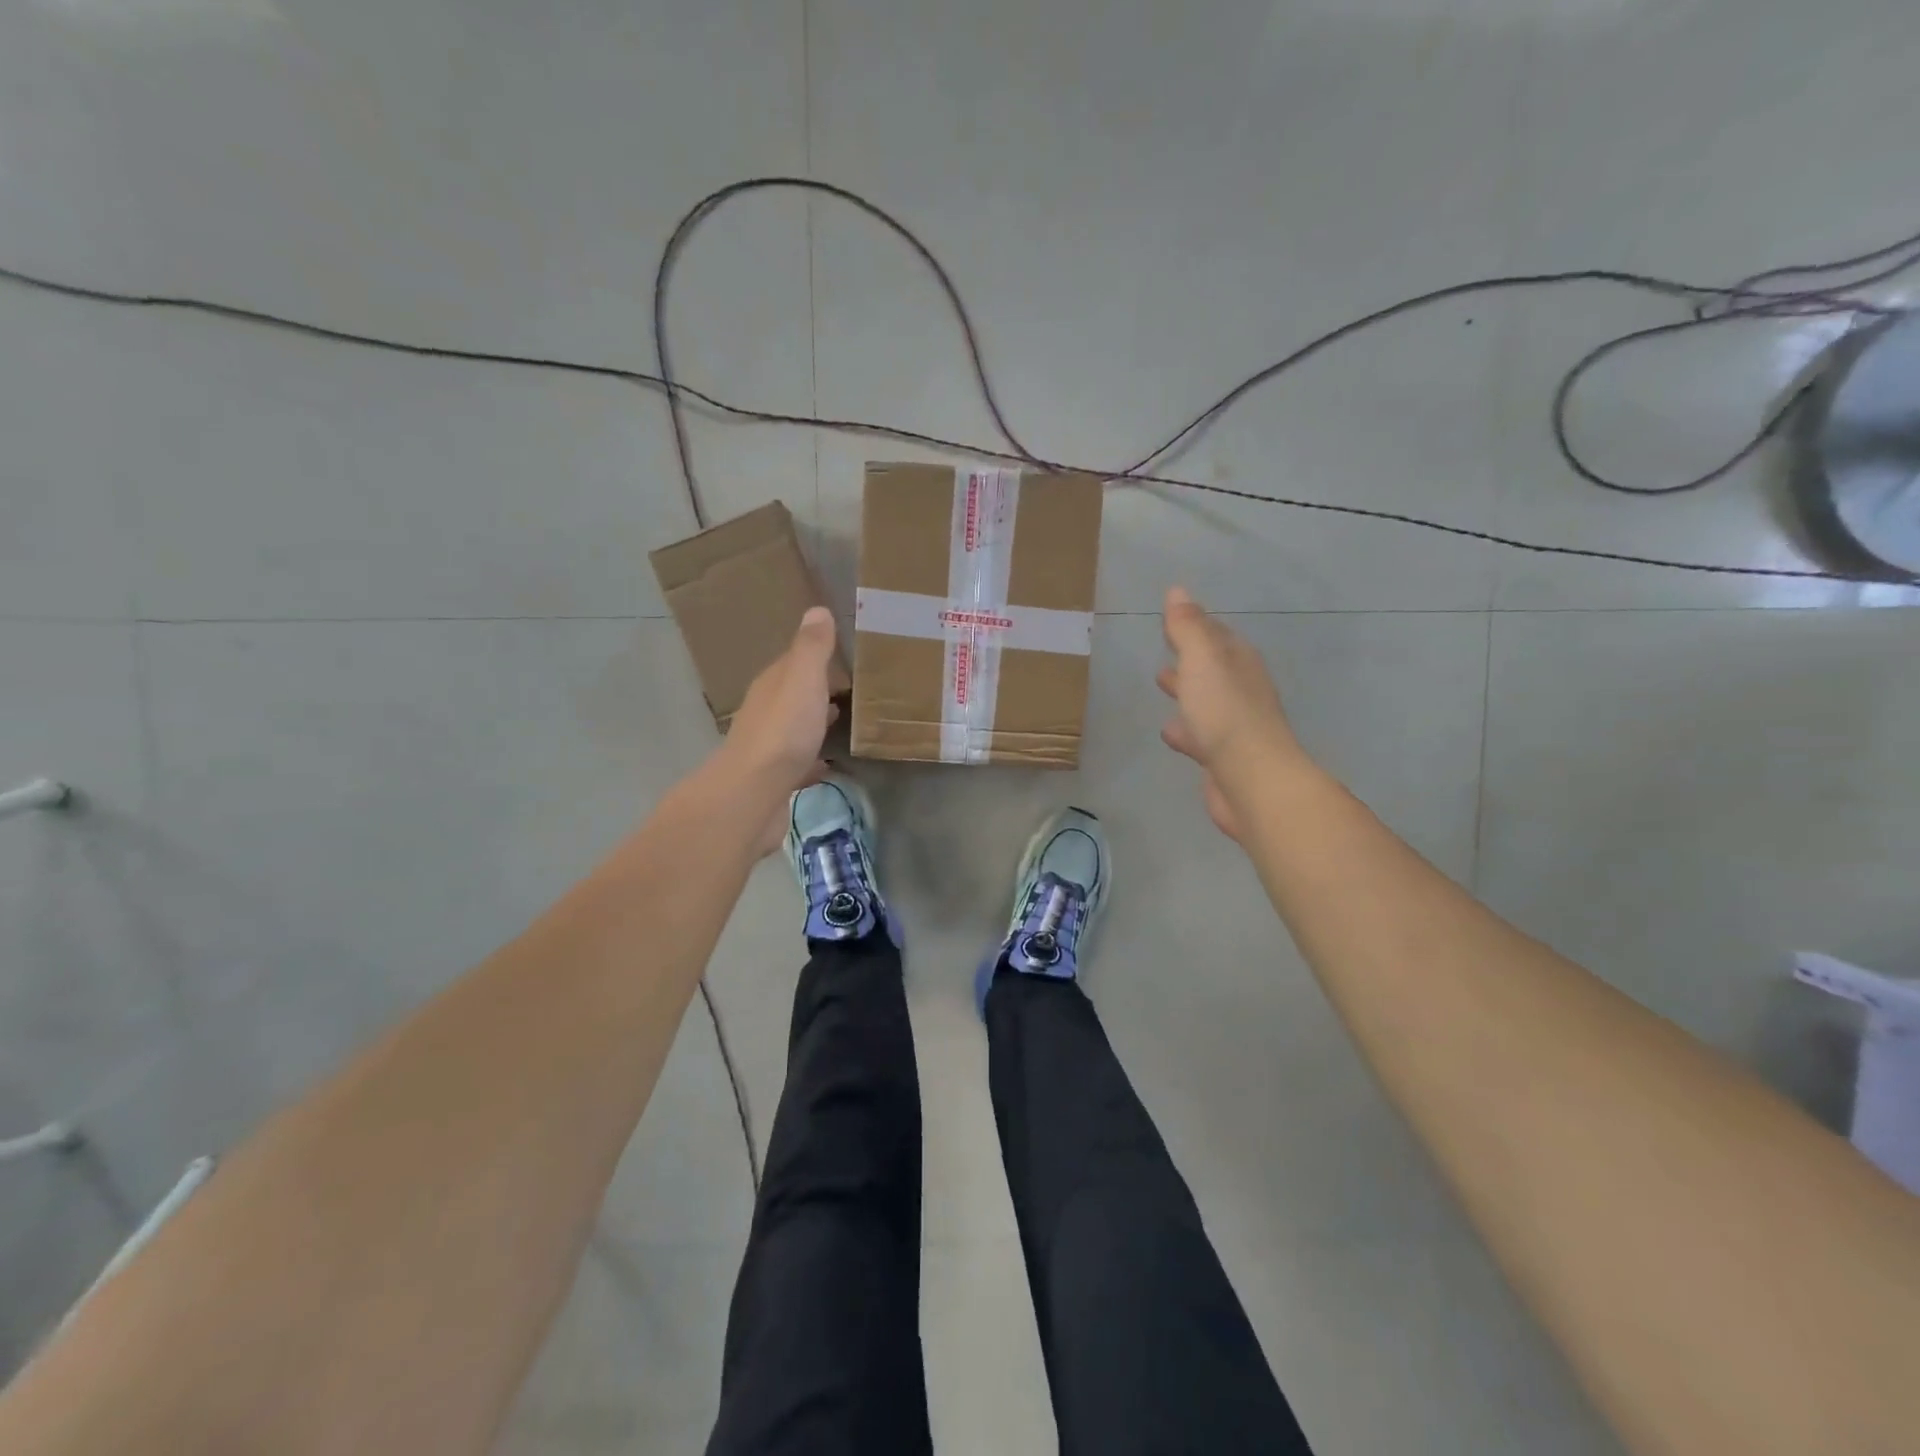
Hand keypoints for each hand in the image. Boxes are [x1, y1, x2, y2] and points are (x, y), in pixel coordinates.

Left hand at [721, 606, 839, 793]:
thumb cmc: (783, 731)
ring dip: (813, 724)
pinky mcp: (775, 781)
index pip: (792, 663)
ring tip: (842, 724)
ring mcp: (768, 749)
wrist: (753, 794)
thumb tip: (816, 610)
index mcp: (771, 685)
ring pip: (794, 729)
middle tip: (850, 691)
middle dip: (816, 692)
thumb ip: (811, 648)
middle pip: (792, 696)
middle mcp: (765, 712)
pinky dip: (812, 761)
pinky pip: (798, 765)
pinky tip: (829, 766)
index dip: (815, 659)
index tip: (844, 658)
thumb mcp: (802, 680)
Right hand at [1157, 586, 1299, 840]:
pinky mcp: (1223, 757)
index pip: (1216, 635)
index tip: (1173, 618)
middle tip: (1166, 649)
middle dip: (1191, 657)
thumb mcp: (1202, 660)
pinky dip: (1185, 729)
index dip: (1195, 625)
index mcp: (1239, 662)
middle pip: (1212, 667)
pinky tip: (1169, 733)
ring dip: (1187, 691)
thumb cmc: (1224, 712)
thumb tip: (1178, 591)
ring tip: (1161, 684)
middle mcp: (1241, 690)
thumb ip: (1188, 628)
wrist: (1251, 779)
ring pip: (1205, 700)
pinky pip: (1199, 735)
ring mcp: (1234, 725)